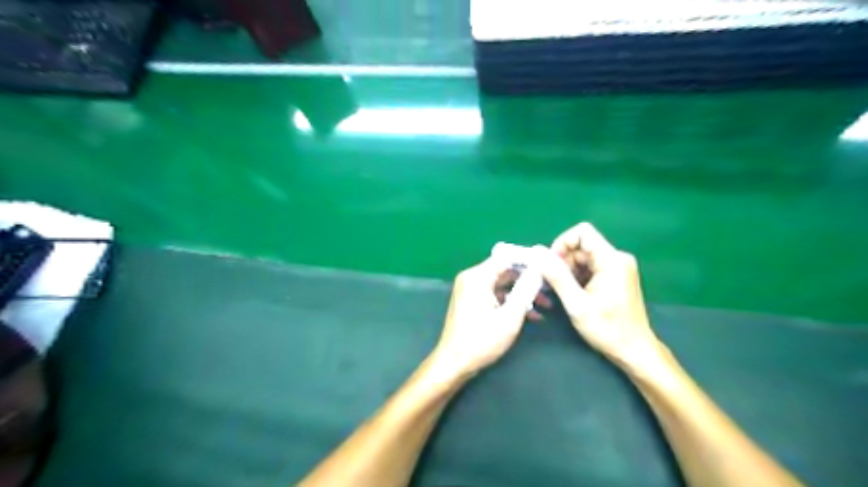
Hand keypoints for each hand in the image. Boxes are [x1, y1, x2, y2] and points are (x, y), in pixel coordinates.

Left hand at [433, 255, 539, 379]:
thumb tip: (538, 270)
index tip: (549, 267)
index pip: (507, 257)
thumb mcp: (510, 316)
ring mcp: (470, 290)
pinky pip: (495, 294)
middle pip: (505, 270)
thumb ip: (525, 290)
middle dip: (528, 279)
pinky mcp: (471, 301)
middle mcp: (472, 278)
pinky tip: (531, 315)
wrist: (454, 363)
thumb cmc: (482, 340)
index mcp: (477, 277)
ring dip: (522, 293)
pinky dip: (511, 301)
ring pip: (502, 284)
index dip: (529, 260)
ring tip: (546, 304)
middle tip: (551, 287)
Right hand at [532, 223, 661, 366]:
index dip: (562, 243)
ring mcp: (618, 268)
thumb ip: (556, 276)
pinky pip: (591, 267)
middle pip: (581, 246)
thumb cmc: (607, 329)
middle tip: (552, 283)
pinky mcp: (616, 277)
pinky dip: (577, 277)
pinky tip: (572, 294)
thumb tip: (537, 252)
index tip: (551, 264)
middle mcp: (617, 258)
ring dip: (568, 271)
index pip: (582, 232)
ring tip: (560, 292)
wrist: (634, 351)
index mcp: (611, 260)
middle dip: (562, 261)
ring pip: (584, 257)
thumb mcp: (576, 303)